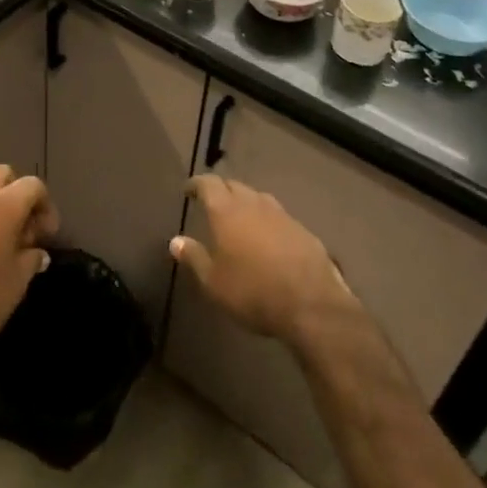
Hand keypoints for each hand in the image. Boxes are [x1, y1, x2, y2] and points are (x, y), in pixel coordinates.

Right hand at [170, 174, 356, 351]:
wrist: (311, 304)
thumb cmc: (253, 292)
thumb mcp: (214, 283)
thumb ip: (194, 258)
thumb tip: (175, 241)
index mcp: (227, 211)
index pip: (208, 184)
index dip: (197, 184)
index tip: (188, 190)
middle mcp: (253, 203)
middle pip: (234, 186)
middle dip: (220, 190)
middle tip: (211, 202)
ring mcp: (281, 214)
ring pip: (257, 197)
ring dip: (245, 202)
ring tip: (239, 216)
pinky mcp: (302, 229)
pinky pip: (277, 215)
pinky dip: (266, 219)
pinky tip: (267, 236)